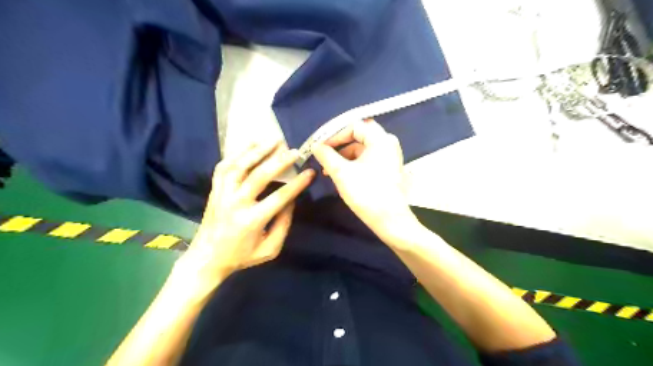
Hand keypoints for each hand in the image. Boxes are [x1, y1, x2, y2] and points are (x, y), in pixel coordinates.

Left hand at [177, 142, 312, 287]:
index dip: (297, 184)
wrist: (207, 258)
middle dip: (279, 161)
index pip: (279, 197)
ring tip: (273, 140)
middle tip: (294, 151)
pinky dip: (236, 154)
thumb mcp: (270, 249)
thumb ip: (283, 224)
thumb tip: (291, 200)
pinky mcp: (214, 190)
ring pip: (239, 166)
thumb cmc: (242, 256)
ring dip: (257, 151)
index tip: (310, 172)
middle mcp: (236, 203)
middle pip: (258, 176)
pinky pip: (224, 167)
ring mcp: (222, 194)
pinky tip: (249, 145)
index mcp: (252, 221)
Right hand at [314, 118, 420, 241]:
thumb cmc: (366, 193)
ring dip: (344, 157)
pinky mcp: (387, 169)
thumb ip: (326, 155)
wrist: (389, 220)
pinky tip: (342, 176)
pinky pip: (367, 160)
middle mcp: (388, 144)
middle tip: (324, 156)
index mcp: (381, 139)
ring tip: (329, 170)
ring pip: (362, 150)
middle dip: (339, 146)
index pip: (354, 127)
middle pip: (358, 137)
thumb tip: (316, 146)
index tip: (320, 146)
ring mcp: (389, 157)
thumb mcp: (341, 173)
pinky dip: (353, 164)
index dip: (334, 135)